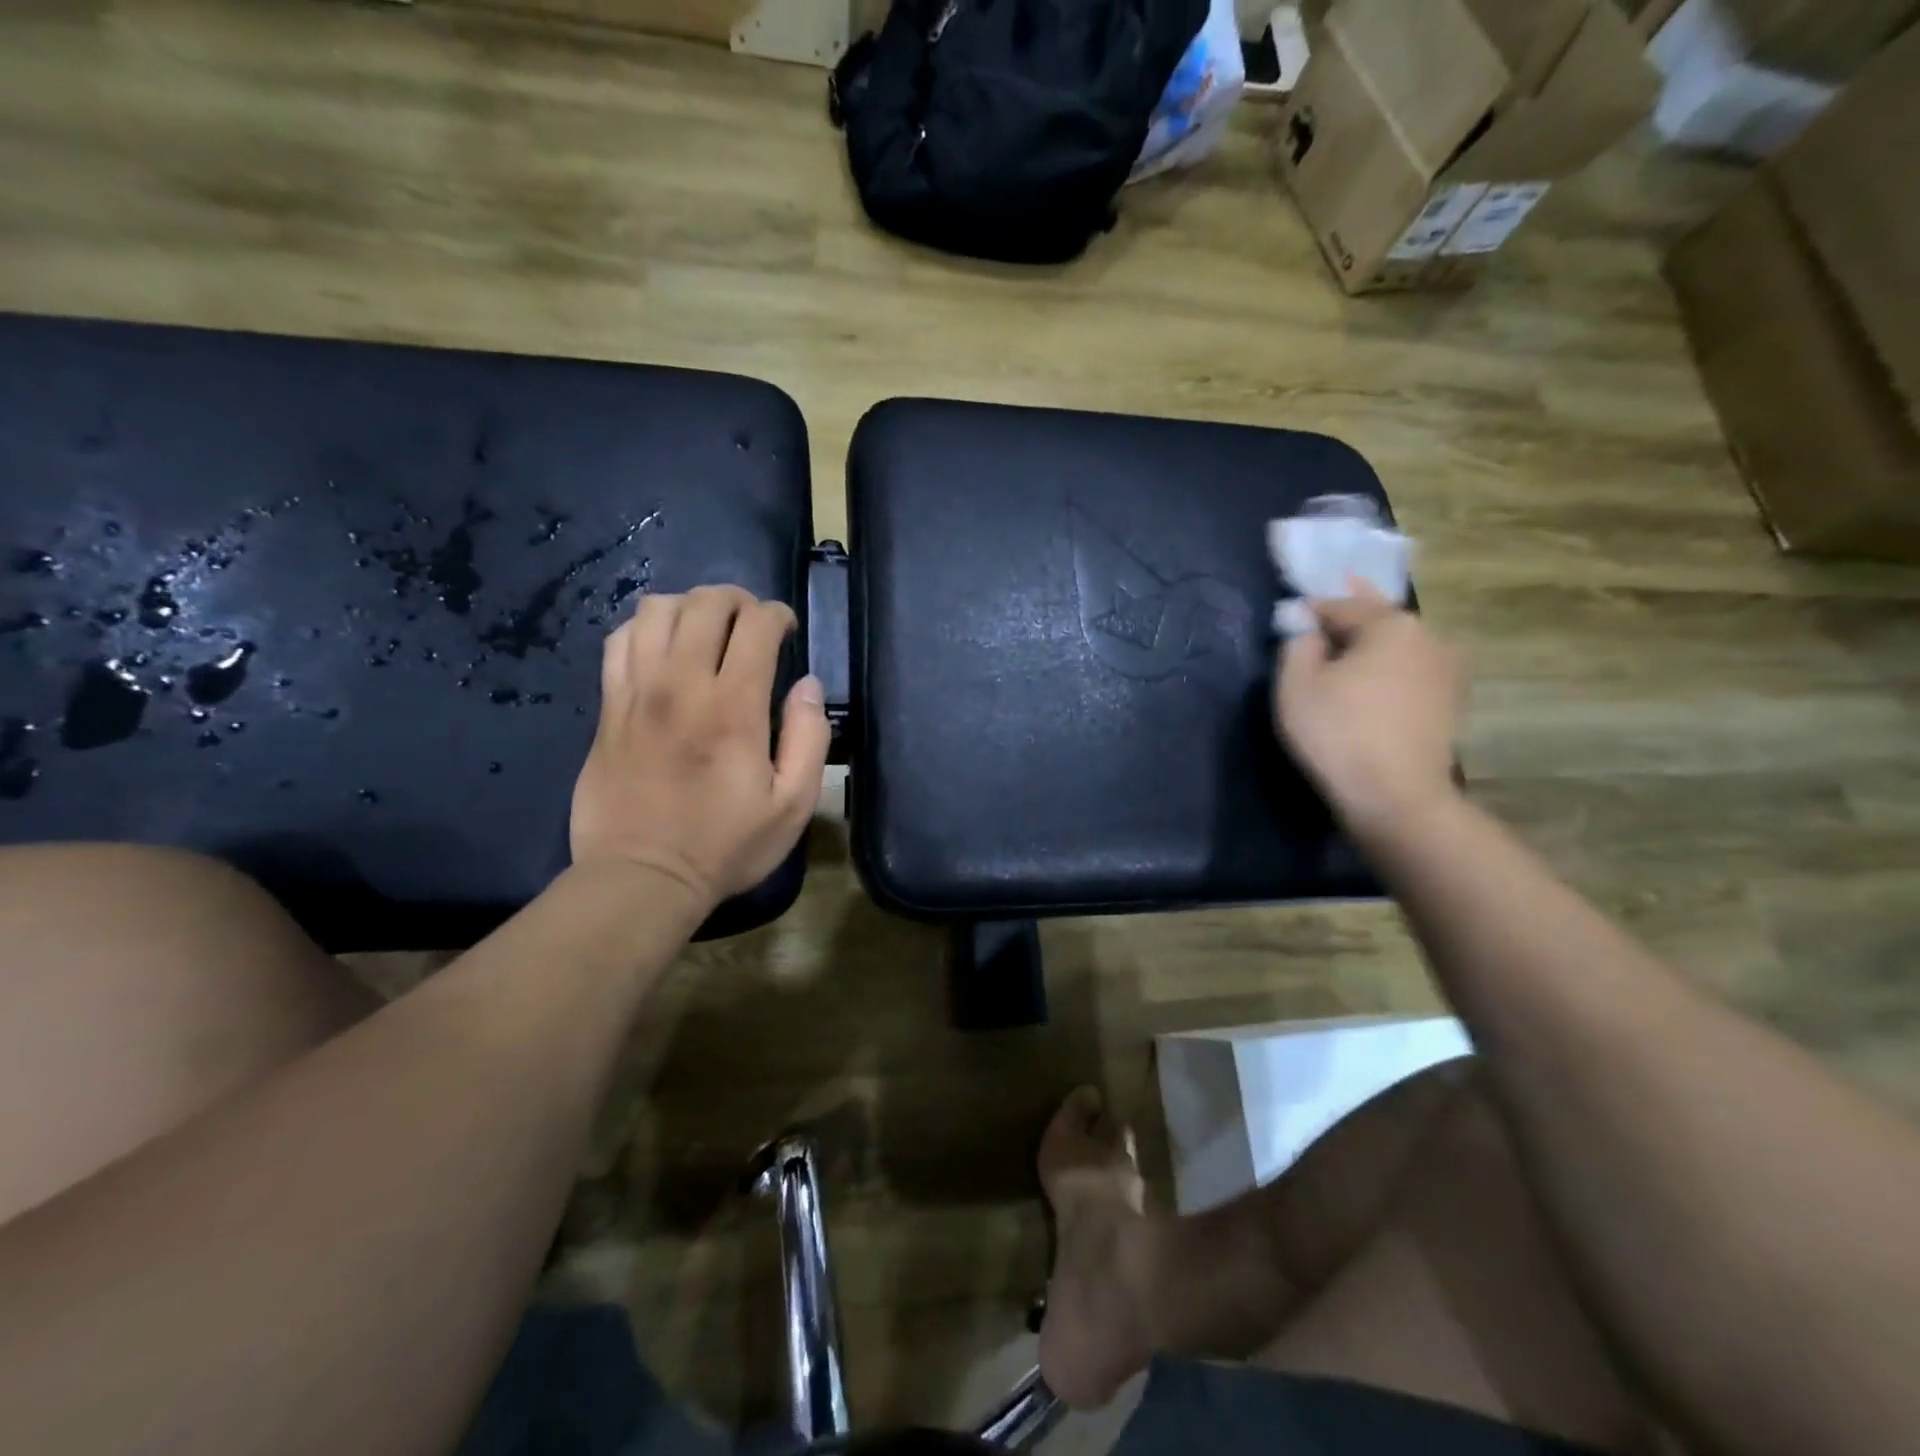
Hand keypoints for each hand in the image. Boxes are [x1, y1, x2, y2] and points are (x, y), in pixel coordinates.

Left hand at [571, 586, 829, 911]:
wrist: (642, 877)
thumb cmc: (726, 845)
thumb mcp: (792, 806)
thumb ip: (810, 738)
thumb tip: (808, 686)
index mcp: (734, 707)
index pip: (755, 625)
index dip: (777, 615)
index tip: (787, 631)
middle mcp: (682, 685)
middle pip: (705, 604)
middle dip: (737, 600)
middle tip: (751, 623)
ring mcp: (637, 693)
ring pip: (656, 611)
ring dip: (689, 607)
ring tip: (706, 629)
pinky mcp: (609, 708)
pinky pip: (619, 641)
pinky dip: (644, 629)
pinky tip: (661, 648)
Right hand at [1273, 582, 1464, 834]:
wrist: (1396, 797)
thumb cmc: (1338, 734)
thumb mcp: (1296, 685)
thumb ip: (1297, 644)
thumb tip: (1306, 628)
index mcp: (1392, 625)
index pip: (1341, 605)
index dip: (1311, 610)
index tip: (1291, 617)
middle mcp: (1429, 637)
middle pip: (1380, 619)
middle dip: (1356, 610)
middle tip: (1341, 587)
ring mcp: (1448, 671)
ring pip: (1401, 645)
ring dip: (1378, 641)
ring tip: (1358, 637)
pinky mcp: (1451, 704)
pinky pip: (1413, 673)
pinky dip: (1394, 668)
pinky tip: (1380, 676)